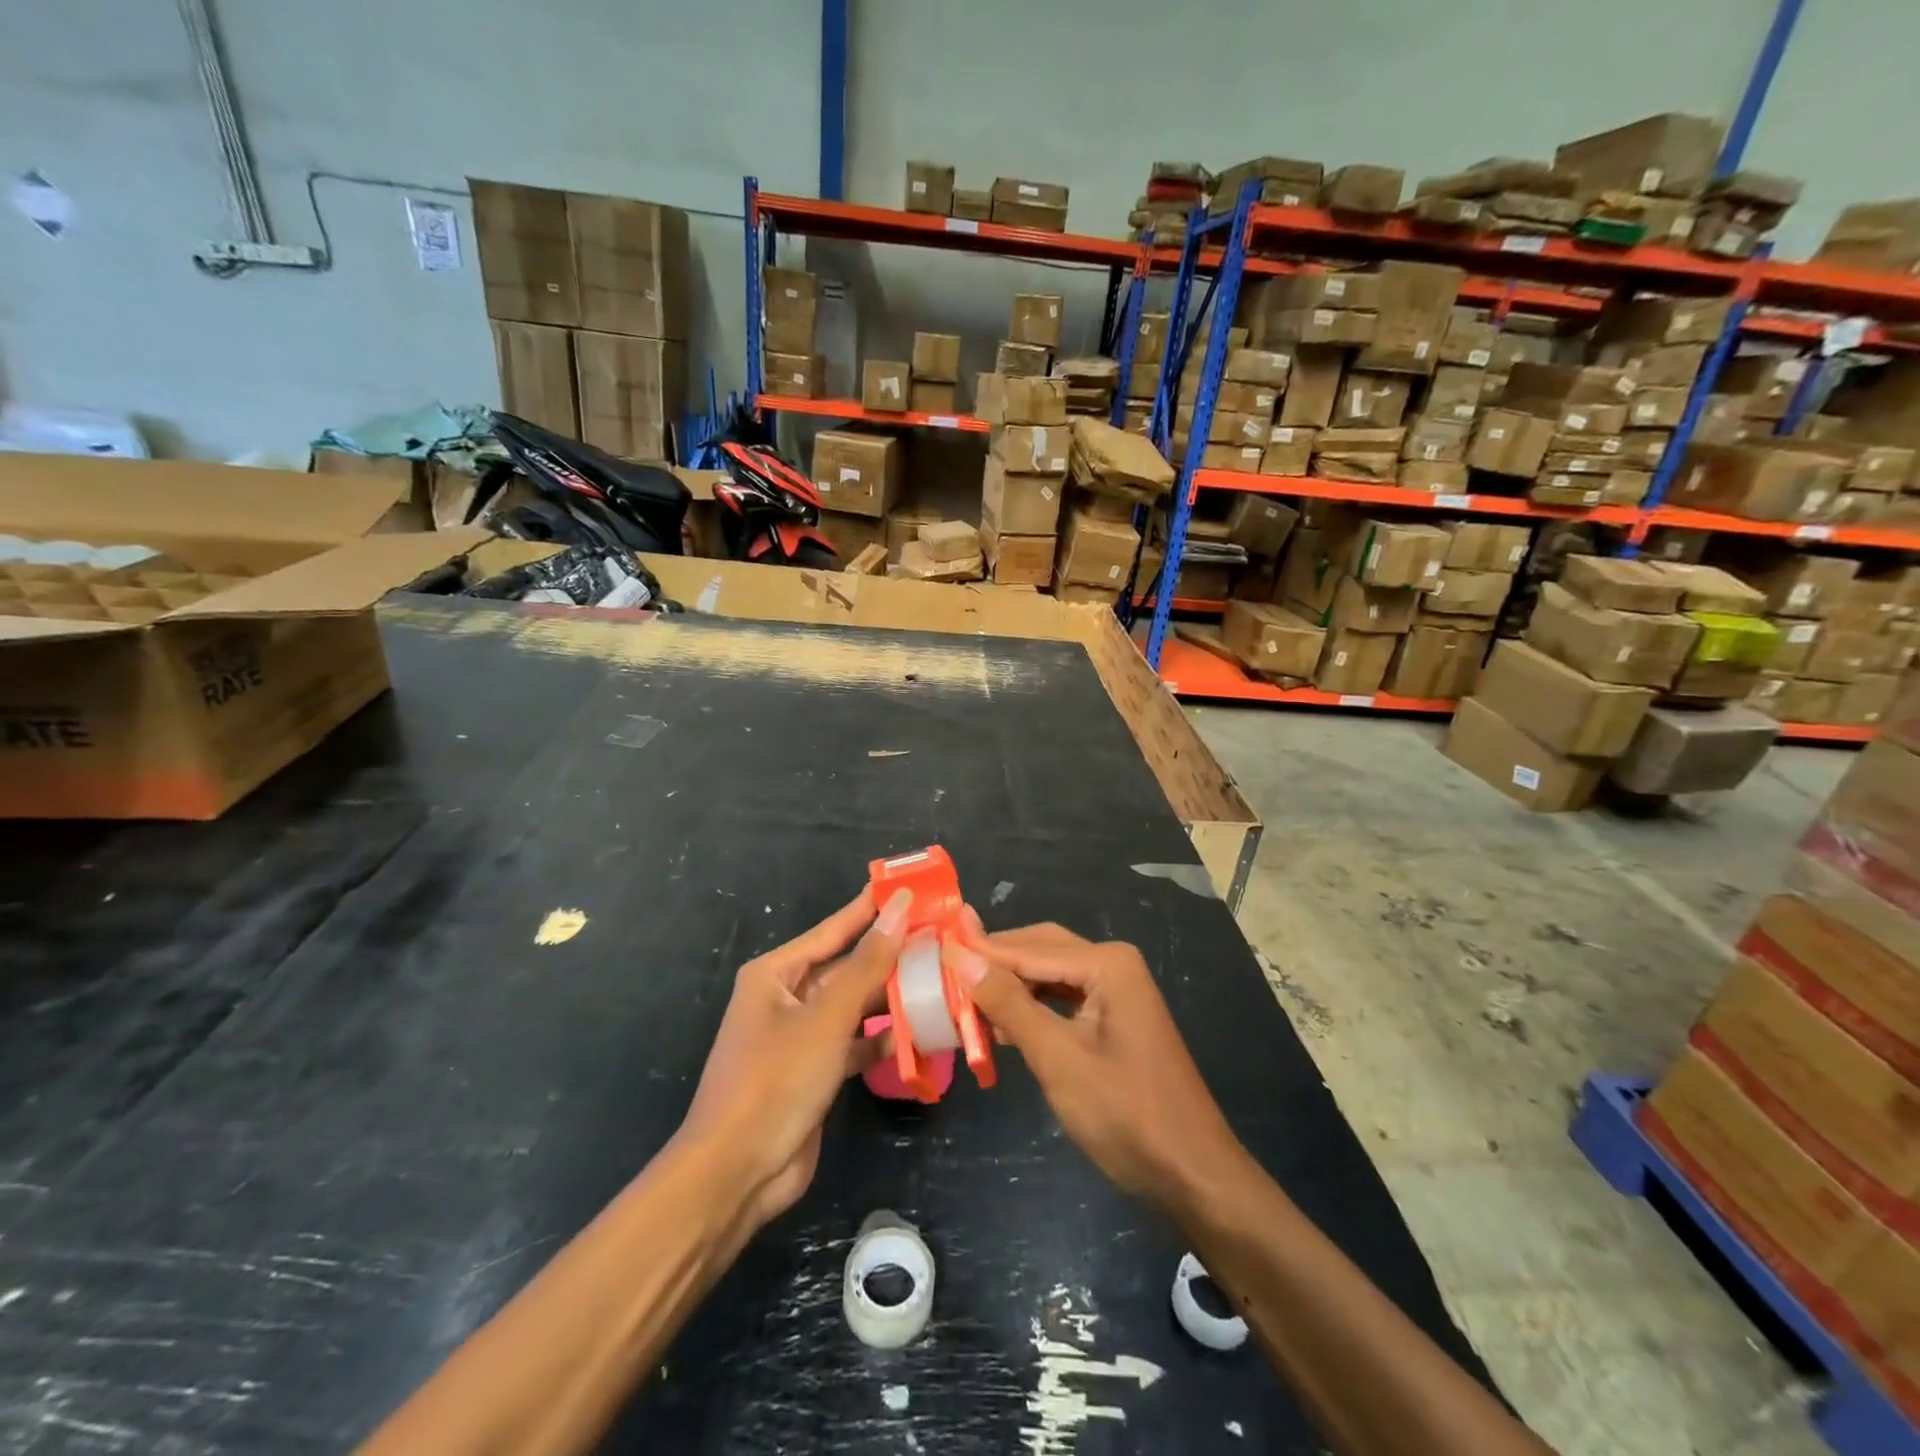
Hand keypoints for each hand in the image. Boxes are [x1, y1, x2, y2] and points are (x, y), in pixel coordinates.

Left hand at [677, 886, 911, 1231]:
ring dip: (891, 997)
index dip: (873, 907)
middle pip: (847, 967)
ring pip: (854, 1005)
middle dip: (890, 955)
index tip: (911, 886)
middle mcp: (787, 997)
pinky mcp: (815, 1070)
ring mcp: (801, 1036)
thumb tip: (900, 909)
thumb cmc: (775, 1080)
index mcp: (776, 973)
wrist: (737, 1174)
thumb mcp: (826, 1017)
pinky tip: (921, 1033)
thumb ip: (868, 963)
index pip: (834, 928)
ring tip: (940, 977)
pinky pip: (855, 1042)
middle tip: (940, 935)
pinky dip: (883, 1040)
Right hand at [946, 913, 1242, 1207]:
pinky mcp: (1114, 1020)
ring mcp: (1116, 993)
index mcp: (1106, 964)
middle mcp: (1113, 965)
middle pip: (1039, 951)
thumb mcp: (1058, 1058)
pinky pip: (1062, 1000)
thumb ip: (1008, 1004)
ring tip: (961, 998)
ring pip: (1049, 975)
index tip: (933, 947)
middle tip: (943, 969)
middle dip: (994, 963)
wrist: (1193, 1174)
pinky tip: (998, 1025)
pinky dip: (1030, 1009)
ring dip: (1009, 987)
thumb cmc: (1125, 1114)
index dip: (979, 950)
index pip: (1028, 949)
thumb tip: (961, 957)